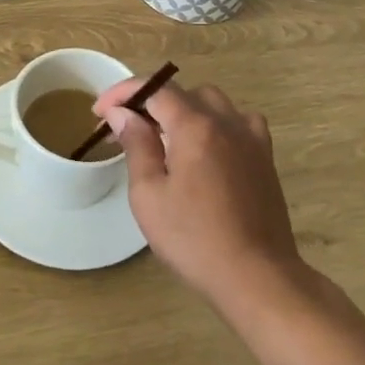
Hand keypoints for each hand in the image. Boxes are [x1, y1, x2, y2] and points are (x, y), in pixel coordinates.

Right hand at [93, 76, 304, 309]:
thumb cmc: (193, 238)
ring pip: (213, 103)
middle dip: (150, 103)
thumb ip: (136, 145)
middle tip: (127, 130)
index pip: (155, 88)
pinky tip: (207, 148)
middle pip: (183, 93)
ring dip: (184, 111)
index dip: (124, 93)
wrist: (256, 275)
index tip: (100, 112)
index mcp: (195, 125)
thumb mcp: (149, 194)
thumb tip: (123, 113)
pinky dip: (216, 124)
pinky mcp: (265, 157)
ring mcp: (251, 138)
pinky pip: (239, 122)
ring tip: (165, 138)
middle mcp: (226, 121)